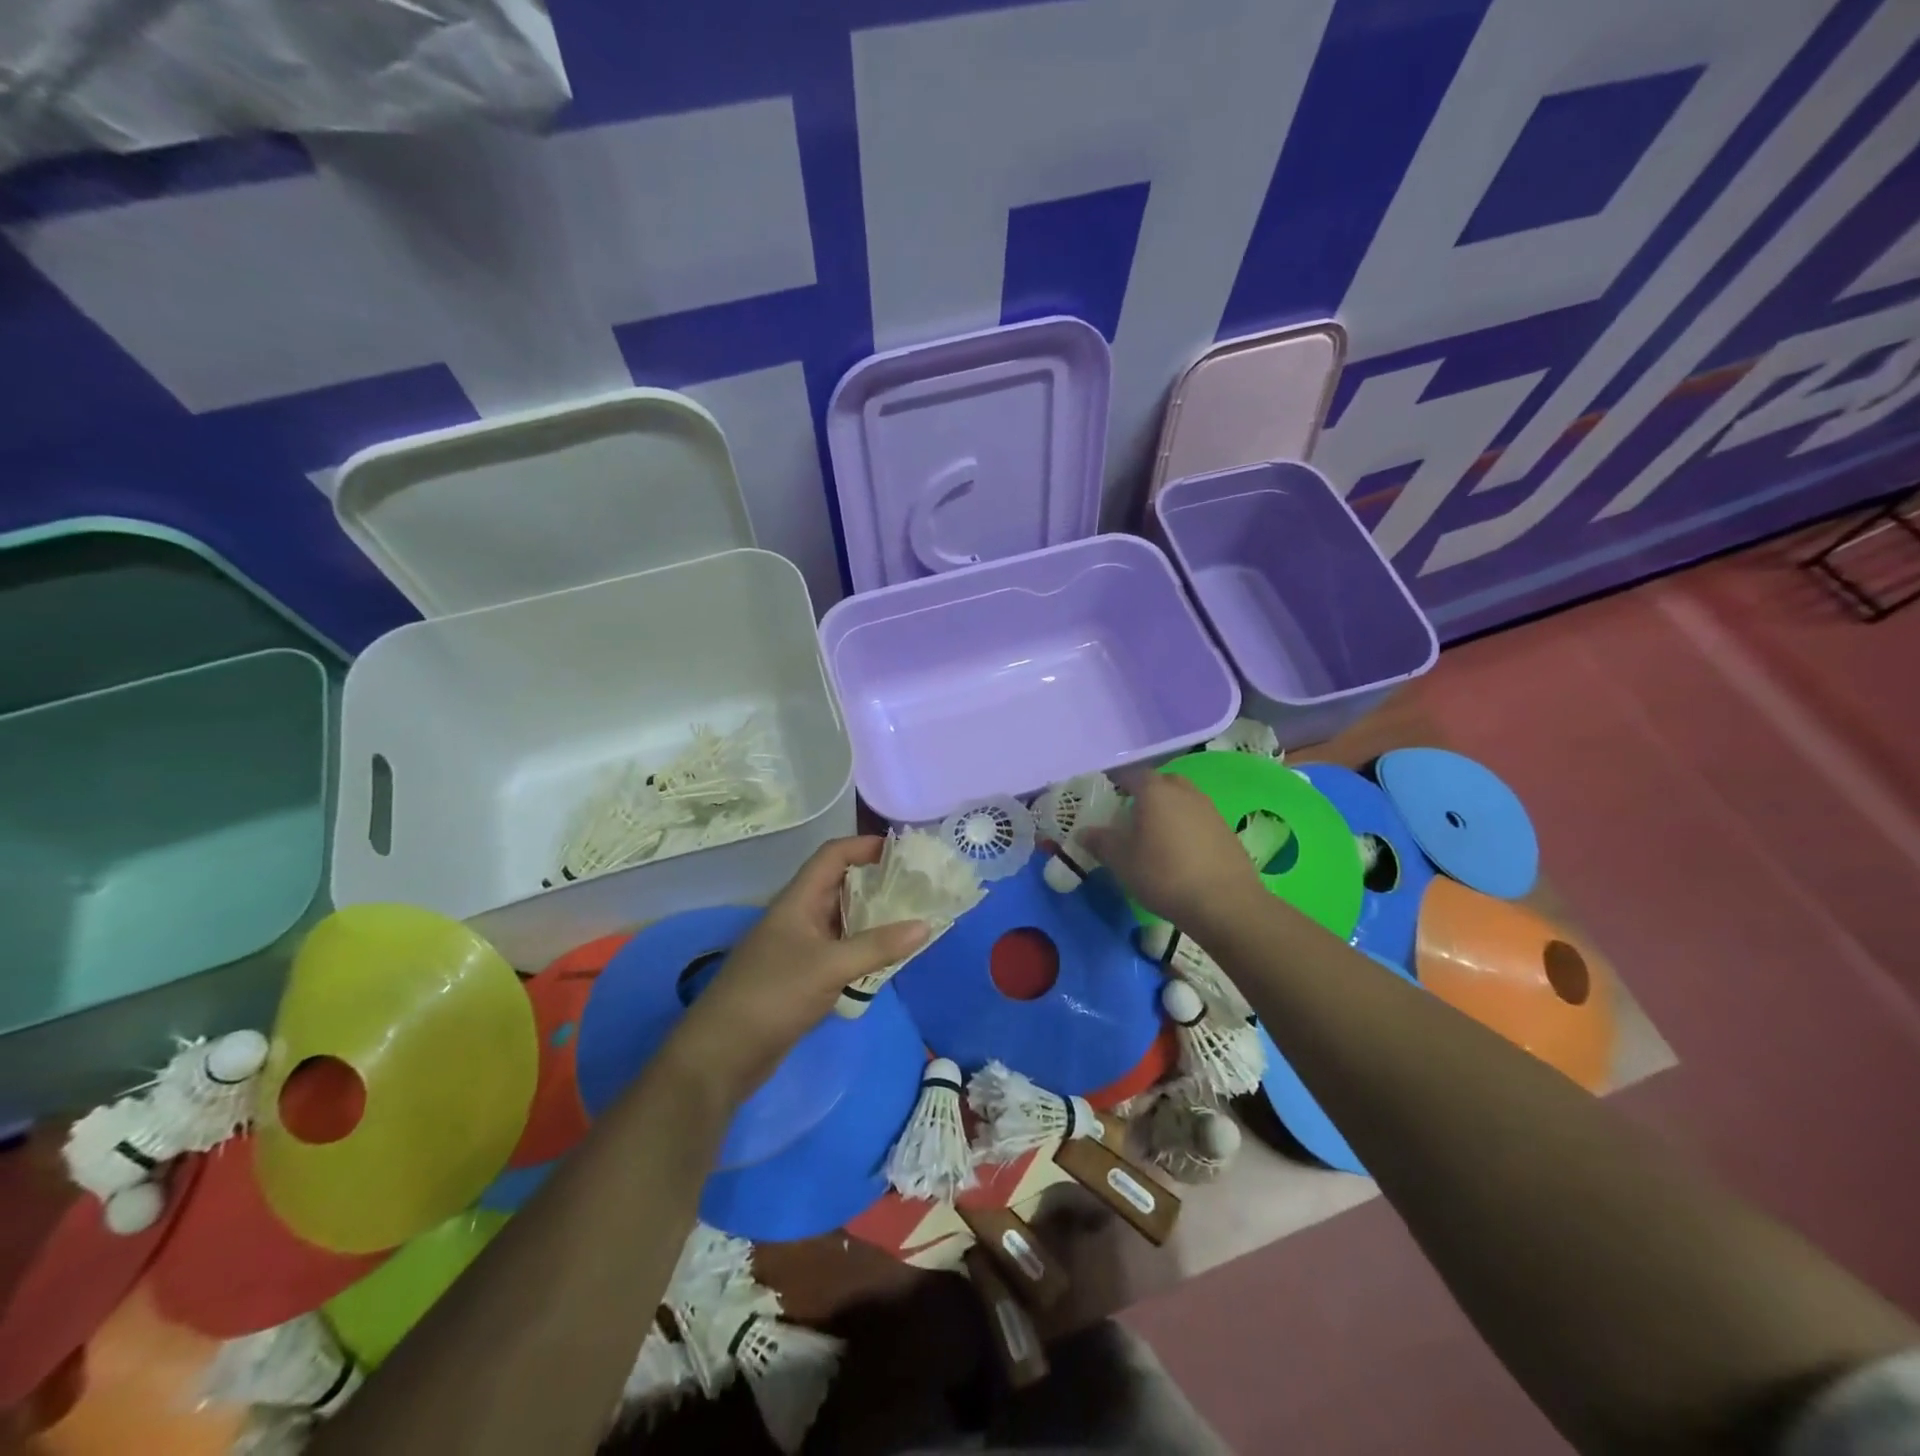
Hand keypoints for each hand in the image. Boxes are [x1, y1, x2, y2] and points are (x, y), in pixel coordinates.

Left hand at [663, 837, 929, 1103]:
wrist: (722, 1054)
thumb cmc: (772, 995)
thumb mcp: (829, 967)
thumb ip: (877, 946)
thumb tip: (926, 925)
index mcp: (798, 900)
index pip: (833, 856)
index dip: (865, 845)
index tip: (904, 850)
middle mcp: (799, 916)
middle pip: (841, 885)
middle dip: (878, 881)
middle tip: (919, 885)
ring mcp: (800, 948)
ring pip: (843, 920)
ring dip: (874, 917)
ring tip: (914, 916)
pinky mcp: (803, 977)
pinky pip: (841, 951)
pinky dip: (865, 949)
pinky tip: (890, 957)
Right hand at [1082, 767, 1262, 930]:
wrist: (1224, 903)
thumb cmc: (1163, 874)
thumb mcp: (1121, 860)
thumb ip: (1100, 841)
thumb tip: (1082, 832)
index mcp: (1155, 790)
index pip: (1131, 774)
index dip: (1117, 782)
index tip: (1106, 794)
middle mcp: (1184, 791)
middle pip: (1161, 782)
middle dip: (1145, 793)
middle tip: (1130, 813)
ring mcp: (1209, 809)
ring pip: (1182, 800)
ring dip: (1168, 810)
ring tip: (1154, 834)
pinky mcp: (1226, 830)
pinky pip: (1198, 819)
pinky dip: (1186, 827)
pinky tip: (1180, 852)